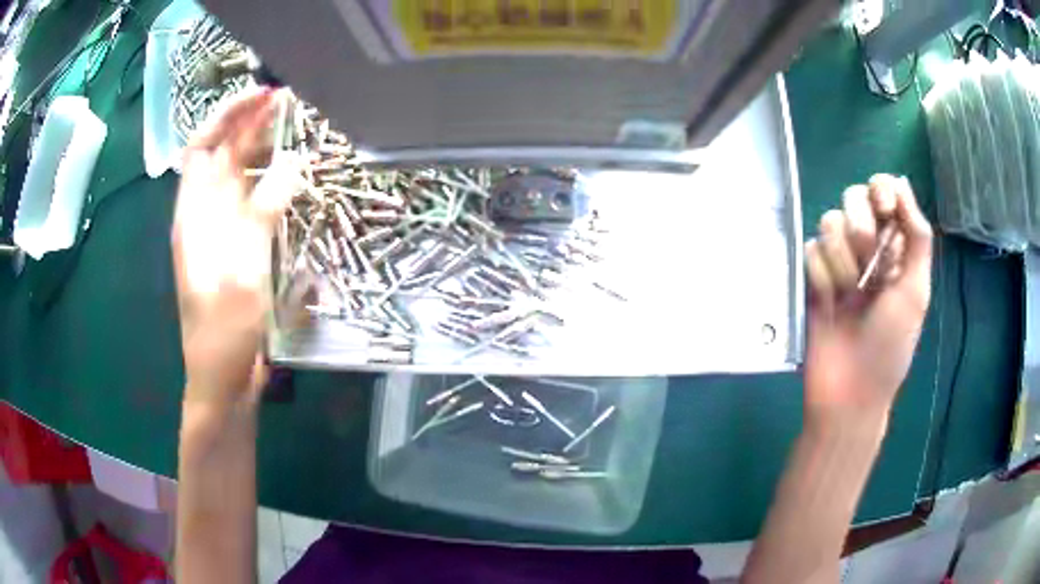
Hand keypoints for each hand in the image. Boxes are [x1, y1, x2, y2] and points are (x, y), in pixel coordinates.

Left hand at [172, 87, 290, 404]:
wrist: (222, 379)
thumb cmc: (223, 331)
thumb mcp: (242, 270)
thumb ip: (263, 212)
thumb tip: (293, 161)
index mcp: (192, 216)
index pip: (201, 148)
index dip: (226, 116)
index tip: (260, 95)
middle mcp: (203, 217)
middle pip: (221, 157)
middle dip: (248, 124)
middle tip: (287, 102)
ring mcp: (221, 233)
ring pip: (237, 178)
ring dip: (260, 149)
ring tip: (292, 128)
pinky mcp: (238, 249)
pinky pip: (252, 203)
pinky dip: (268, 181)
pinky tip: (288, 176)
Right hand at [803, 174, 932, 427]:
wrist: (849, 391)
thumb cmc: (890, 345)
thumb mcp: (915, 291)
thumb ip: (917, 236)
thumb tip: (901, 183)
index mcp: (895, 247)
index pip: (883, 191)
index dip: (880, 190)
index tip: (884, 209)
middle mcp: (866, 247)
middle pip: (852, 198)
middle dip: (861, 229)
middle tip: (869, 269)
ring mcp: (837, 261)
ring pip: (828, 223)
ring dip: (842, 260)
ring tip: (848, 296)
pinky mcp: (811, 277)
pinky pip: (809, 251)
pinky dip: (820, 276)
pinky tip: (828, 303)